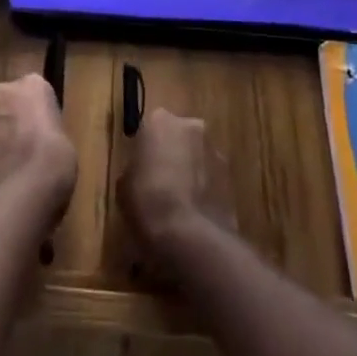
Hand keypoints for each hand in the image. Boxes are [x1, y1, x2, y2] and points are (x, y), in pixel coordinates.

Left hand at [0, 74, 76, 220]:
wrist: (23, 188)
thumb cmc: (56, 159)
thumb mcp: (63, 141)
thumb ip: (46, 131)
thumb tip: (40, 143)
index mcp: (33, 84)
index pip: (32, 88)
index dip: (34, 109)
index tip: (39, 127)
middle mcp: (2, 91)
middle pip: (3, 100)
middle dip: (8, 117)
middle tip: (20, 143)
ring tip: (6, 166)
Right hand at [119, 108, 227, 259]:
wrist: (189, 235)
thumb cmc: (147, 201)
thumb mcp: (124, 185)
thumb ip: (135, 169)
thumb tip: (142, 174)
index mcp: (160, 120)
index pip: (150, 127)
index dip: (145, 149)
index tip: (141, 168)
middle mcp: (191, 126)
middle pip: (179, 137)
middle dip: (172, 154)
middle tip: (160, 182)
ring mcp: (215, 150)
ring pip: (198, 156)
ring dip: (191, 171)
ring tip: (180, 203)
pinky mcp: (232, 177)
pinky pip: (212, 178)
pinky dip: (205, 190)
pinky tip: (195, 214)